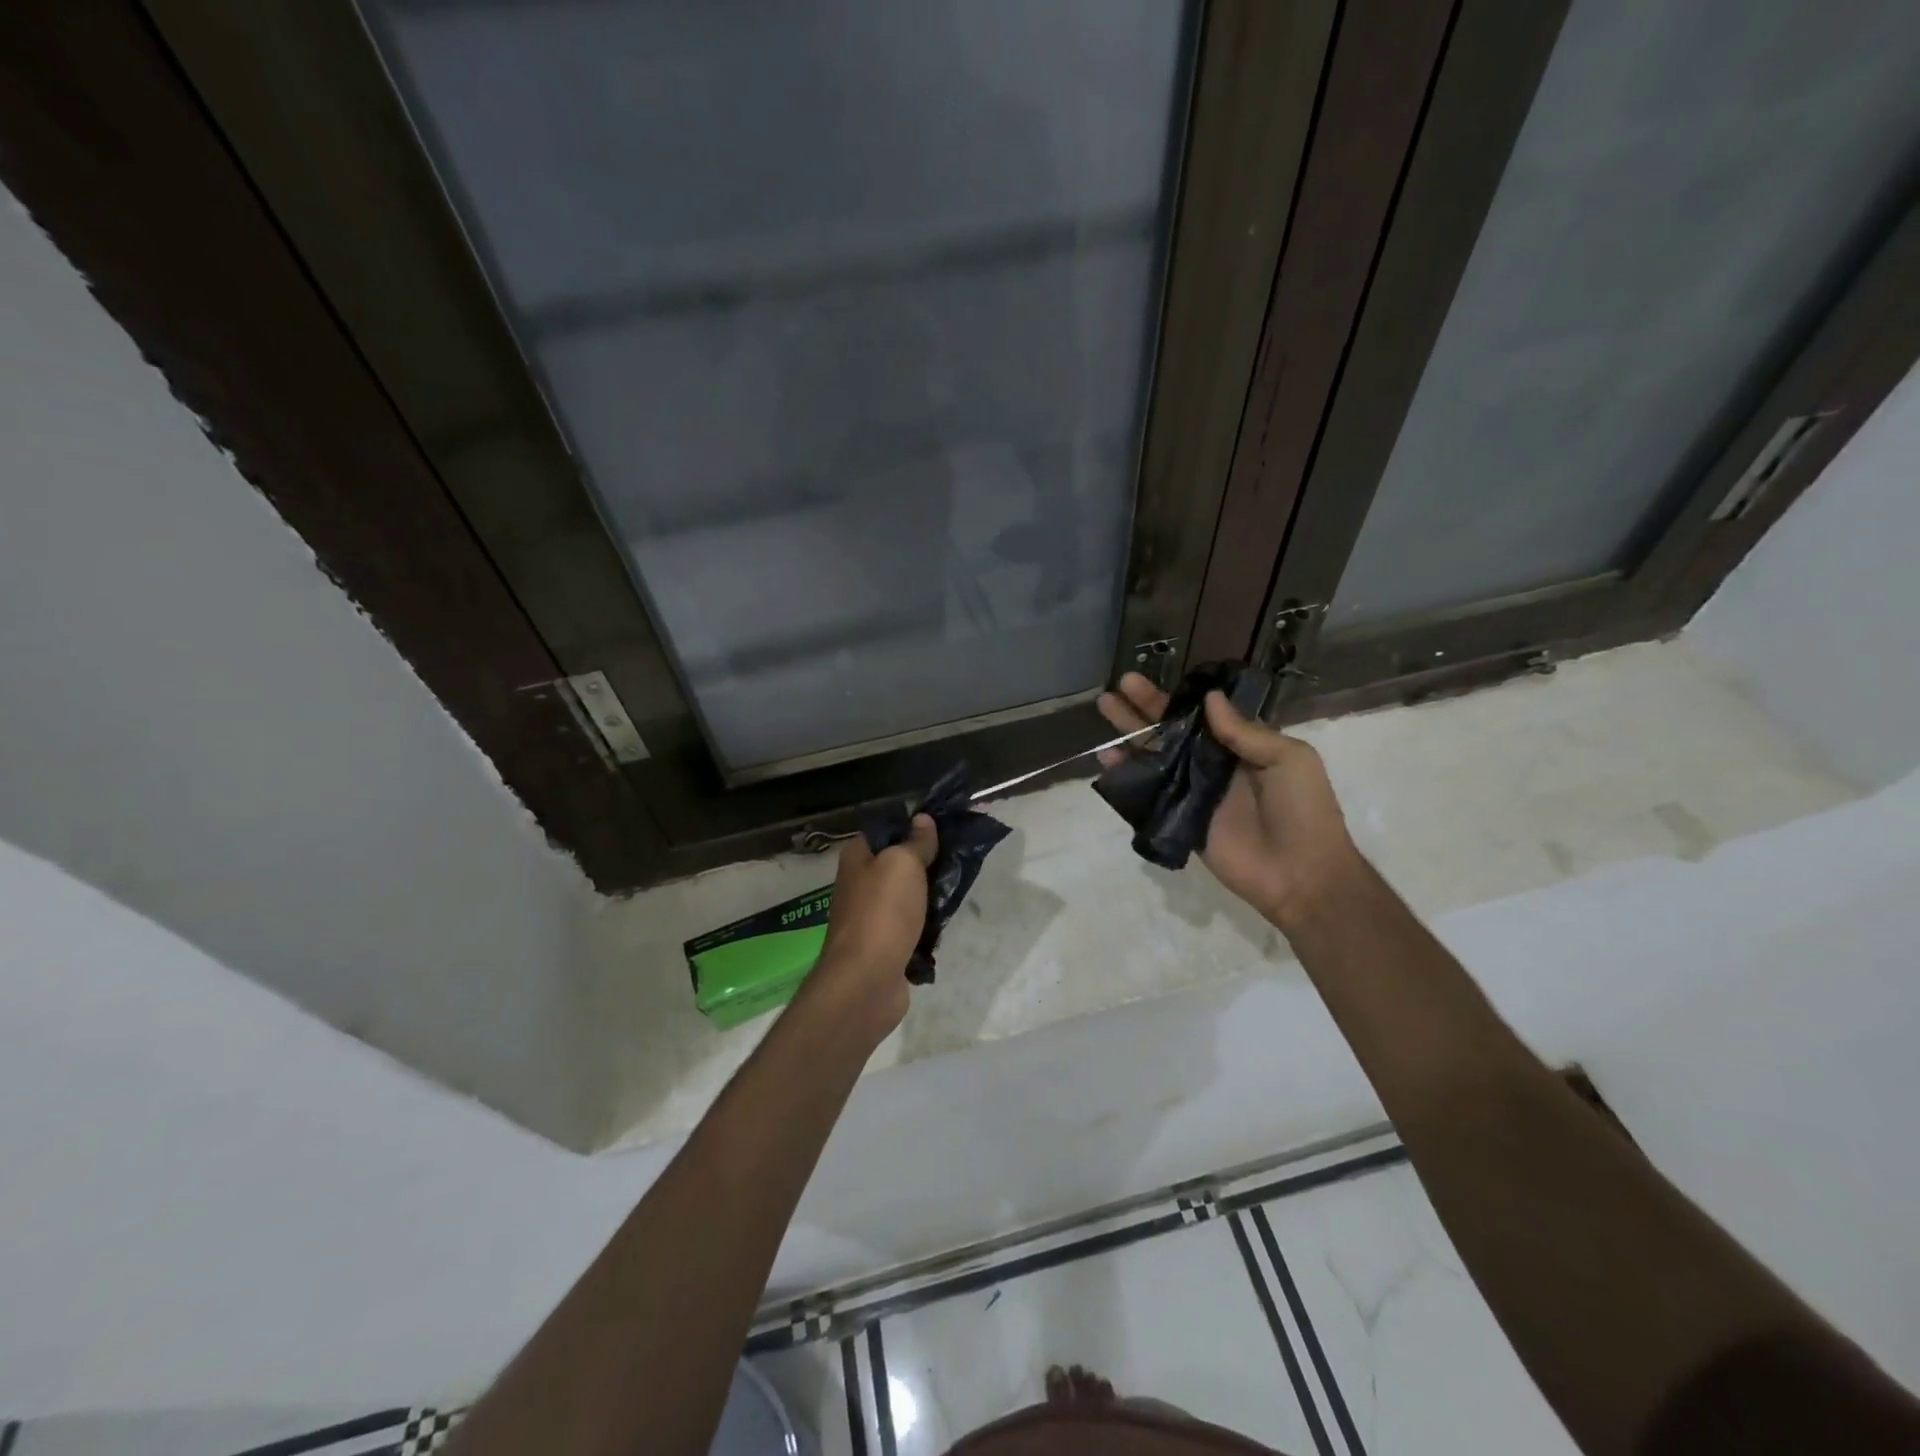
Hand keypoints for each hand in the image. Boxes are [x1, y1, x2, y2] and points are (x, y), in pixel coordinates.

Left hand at [810, 815, 937, 1036]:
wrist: (866, 980)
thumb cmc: (882, 912)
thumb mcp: (903, 864)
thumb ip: (916, 842)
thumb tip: (922, 818)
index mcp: (856, 858)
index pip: (884, 831)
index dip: (911, 826)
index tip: (943, 826)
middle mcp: (859, 884)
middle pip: (898, 864)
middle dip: (926, 862)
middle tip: (957, 858)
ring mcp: (870, 917)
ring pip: (907, 897)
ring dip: (929, 896)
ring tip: (957, 888)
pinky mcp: (884, 946)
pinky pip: (911, 927)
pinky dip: (926, 926)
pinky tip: (945, 924)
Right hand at [1097, 673, 1359, 928]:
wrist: (1301, 874)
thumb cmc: (1302, 810)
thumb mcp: (1288, 759)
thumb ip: (1245, 731)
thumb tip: (1209, 698)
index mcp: (1240, 746)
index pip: (1199, 714)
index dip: (1172, 698)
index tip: (1148, 682)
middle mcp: (1212, 765)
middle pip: (1170, 732)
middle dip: (1142, 710)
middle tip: (1114, 689)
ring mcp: (1193, 793)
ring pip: (1154, 758)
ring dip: (1129, 737)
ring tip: (1104, 714)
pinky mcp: (1180, 821)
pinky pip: (1149, 795)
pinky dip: (1127, 778)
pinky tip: (1107, 760)